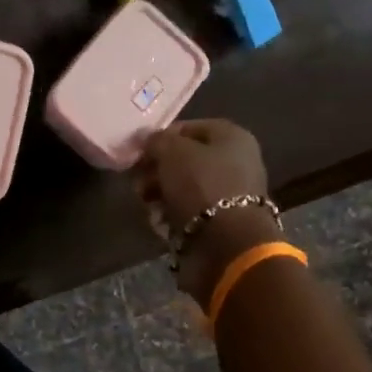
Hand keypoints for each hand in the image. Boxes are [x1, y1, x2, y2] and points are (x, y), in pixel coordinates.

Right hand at [135, 119, 280, 307]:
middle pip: (184, 160)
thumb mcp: (173, 152)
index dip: (161, 138)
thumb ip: (157, 141)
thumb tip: (147, 139)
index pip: (189, 128)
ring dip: (159, 195)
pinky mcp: (218, 223)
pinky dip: (170, 216)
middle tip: (138, 182)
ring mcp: (227, 195)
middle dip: (156, 170)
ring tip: (146, 204)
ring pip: (182, 187)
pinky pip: (187, 212)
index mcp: (232, 138)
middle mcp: (234, 162)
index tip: (138, 152)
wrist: (226, 243)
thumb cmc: (201, 186)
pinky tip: (159, 223)